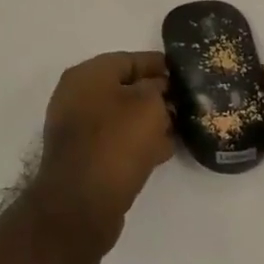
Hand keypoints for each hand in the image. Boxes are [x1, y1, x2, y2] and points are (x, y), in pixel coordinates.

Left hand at [29, 51, 175, 254]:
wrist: (80, 204)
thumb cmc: (116, 143)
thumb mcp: (147, 105)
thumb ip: (157, 89)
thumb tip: (158, 89)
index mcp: (87, 75)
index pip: (128, 59)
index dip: (158, 65)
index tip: (184, 73)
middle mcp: (77, 96)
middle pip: (124, 87)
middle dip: (155, 94)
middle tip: (186, 103)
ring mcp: (77, 127)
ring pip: (121, 116)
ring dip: (149, 120)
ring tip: (180, 127)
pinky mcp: (84, 156)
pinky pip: (116, 140)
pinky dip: (138, 141)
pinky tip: (163, 149)